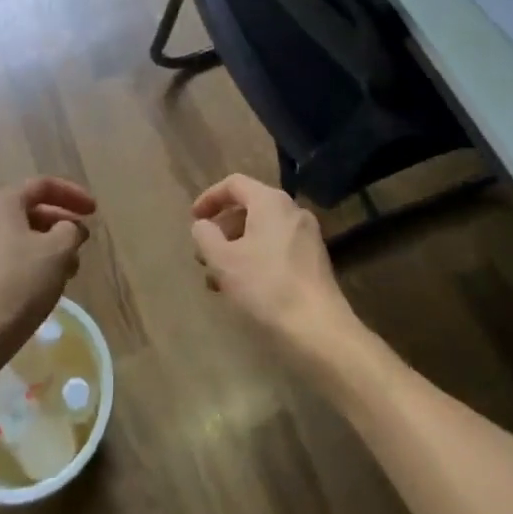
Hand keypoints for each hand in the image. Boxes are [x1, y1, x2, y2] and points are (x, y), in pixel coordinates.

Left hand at [0, 178, 94, 372]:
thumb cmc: (19, 284)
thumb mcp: (58, 250)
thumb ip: (71, 230)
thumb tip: (68, 228)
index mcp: (5, 203)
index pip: (43, 185)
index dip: (73, 194)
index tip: (95, 212)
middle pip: (34, 210)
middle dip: (63, 223)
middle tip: (84, 241)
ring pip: (27, 238)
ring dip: (54, 248)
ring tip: (73, 269)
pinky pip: (17, 260)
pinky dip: (39, 265)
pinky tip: (51, 287)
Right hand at [191, 174, 357, 363]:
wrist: (319, 329)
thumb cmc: (266, 287)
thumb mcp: (224, 261)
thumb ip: (206, 236)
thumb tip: (202, 225)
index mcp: (270, 202)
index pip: (234, 184)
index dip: (210, 198)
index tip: (193, 219)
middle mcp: (292, 211)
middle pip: (249, 208)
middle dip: (222, 230)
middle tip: (203, 255)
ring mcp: (307, 236)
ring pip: (262, 231)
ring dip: (237, 248)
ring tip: (218, 280)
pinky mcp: (314, 261)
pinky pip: (277, 248)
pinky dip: (256, 259)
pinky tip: (244, 288)